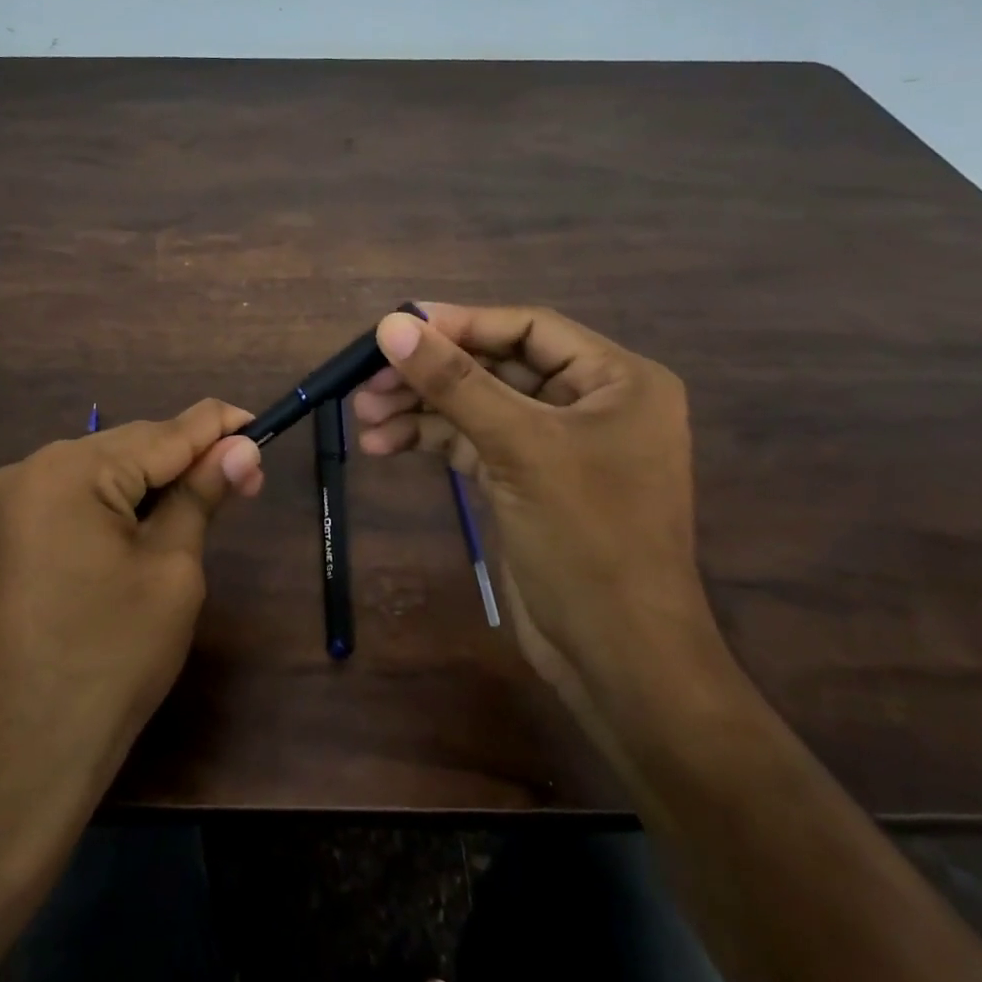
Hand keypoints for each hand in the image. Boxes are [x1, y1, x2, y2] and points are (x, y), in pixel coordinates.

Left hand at [0, 400, 264, 806]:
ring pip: (107, 468)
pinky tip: (155, 518)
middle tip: (247, 479)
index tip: (263, 426)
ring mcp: (12, 500)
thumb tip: (242, 448)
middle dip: (190, 457)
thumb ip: (203, 495)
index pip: (164, 432)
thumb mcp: (173, 569)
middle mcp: (31, 468)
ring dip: (158, 479)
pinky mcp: (9, 530)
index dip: (219, 427)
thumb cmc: (114, 659)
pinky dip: (123, 500)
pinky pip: (80, 495)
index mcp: (70, 471)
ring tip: (209, 499)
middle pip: (133, 446)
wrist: (26, 753)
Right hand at [352, 303, 720, 727]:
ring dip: (421, 407)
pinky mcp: (526, 479)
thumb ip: (454, 381)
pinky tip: (383, 444)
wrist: (618, 658)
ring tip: (363, 417)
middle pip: (495, 365)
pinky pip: (472, 441)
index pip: (528, 328)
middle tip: (366, 379)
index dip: (460, 323)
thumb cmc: (587, 538)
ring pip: (477, 405)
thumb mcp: (518, 447)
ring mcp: (556, 443)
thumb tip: (391, 324)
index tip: (396, 326)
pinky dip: (430, 439)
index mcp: (616, 379)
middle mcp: (589, 402)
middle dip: (431, 373)